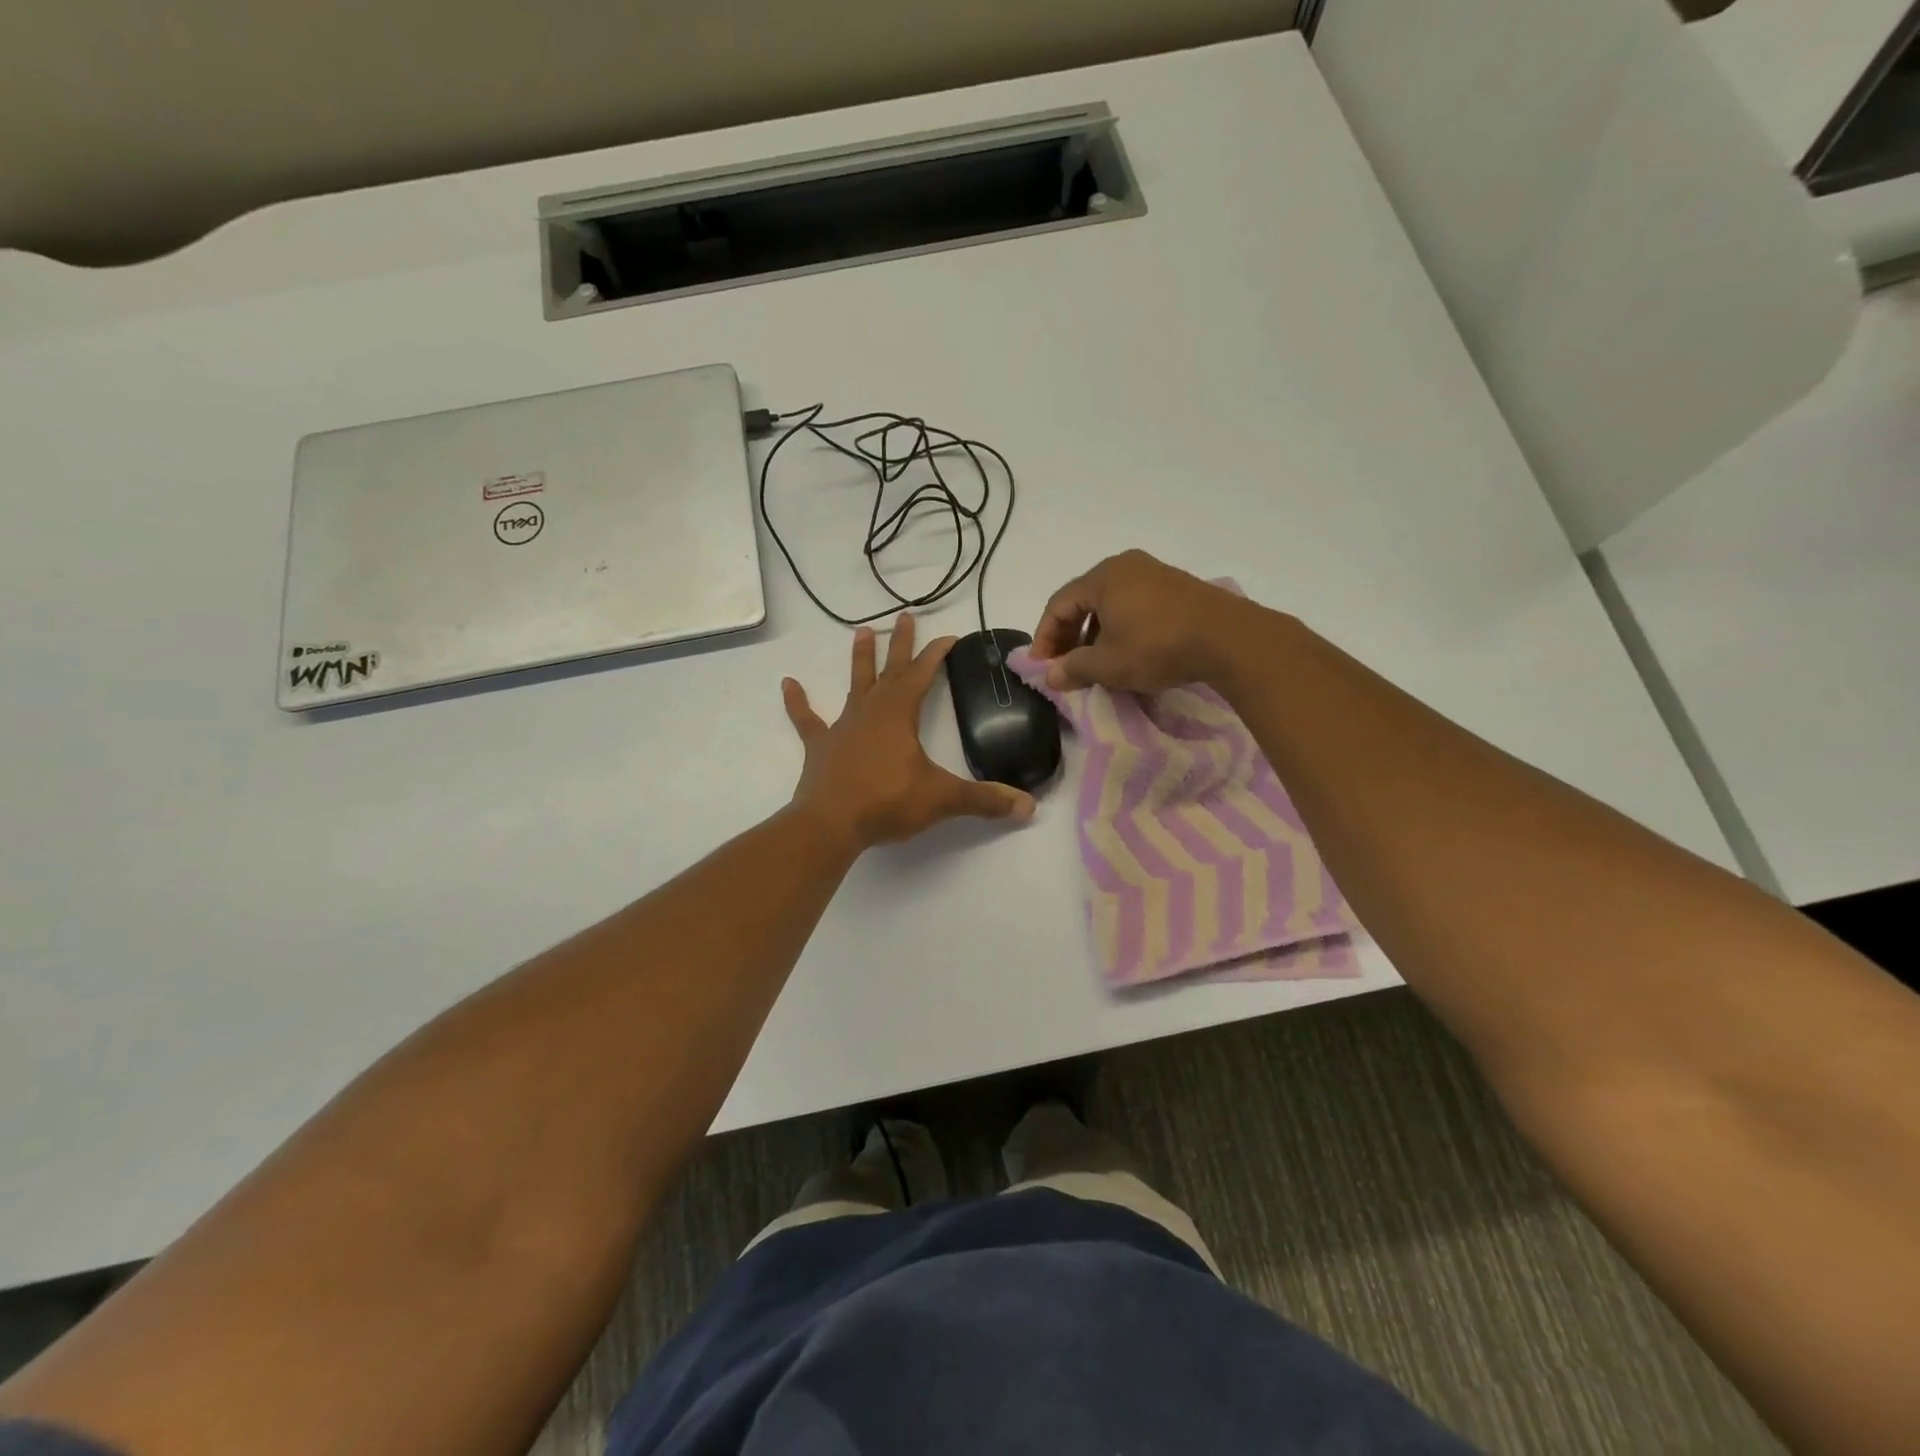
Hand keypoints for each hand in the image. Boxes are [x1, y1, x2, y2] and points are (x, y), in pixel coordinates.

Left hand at [784, 613, 1035, 850]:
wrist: (830, 824)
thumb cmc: (887, 803)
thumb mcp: (942, 800)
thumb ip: (984, 801)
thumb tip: (1028, 807)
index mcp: (899, 715)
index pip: (921, 675)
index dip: (936, 654)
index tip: (949, 637)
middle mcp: (871, 712)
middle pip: (889, 670)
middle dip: (900, 644)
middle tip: (905, 615)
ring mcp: (842, 727)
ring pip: (854, 685)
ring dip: (860, 659)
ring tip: (862, 630)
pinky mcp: (820, 747)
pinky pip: (807, 720)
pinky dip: (797, 702)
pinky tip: (788, 683)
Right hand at [1029, 549, 1254, 692]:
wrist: (1229, 639)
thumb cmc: (1157, 646)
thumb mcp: (1108, 664)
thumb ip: (1074, 668)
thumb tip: (1050, 676)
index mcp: (1103, 577)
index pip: (1058, 604)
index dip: (1044, 637)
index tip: (1042, 666)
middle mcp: (1126, 566)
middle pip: (1083, 600)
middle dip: (1069, 635)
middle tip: (1064, 665)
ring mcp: (1154, 574)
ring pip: (1110, 603)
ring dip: (1095, 633)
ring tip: (1094, 663)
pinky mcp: (1177, 587)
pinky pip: (1134, 604)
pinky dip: (1120, 627)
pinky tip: (1126, 652)